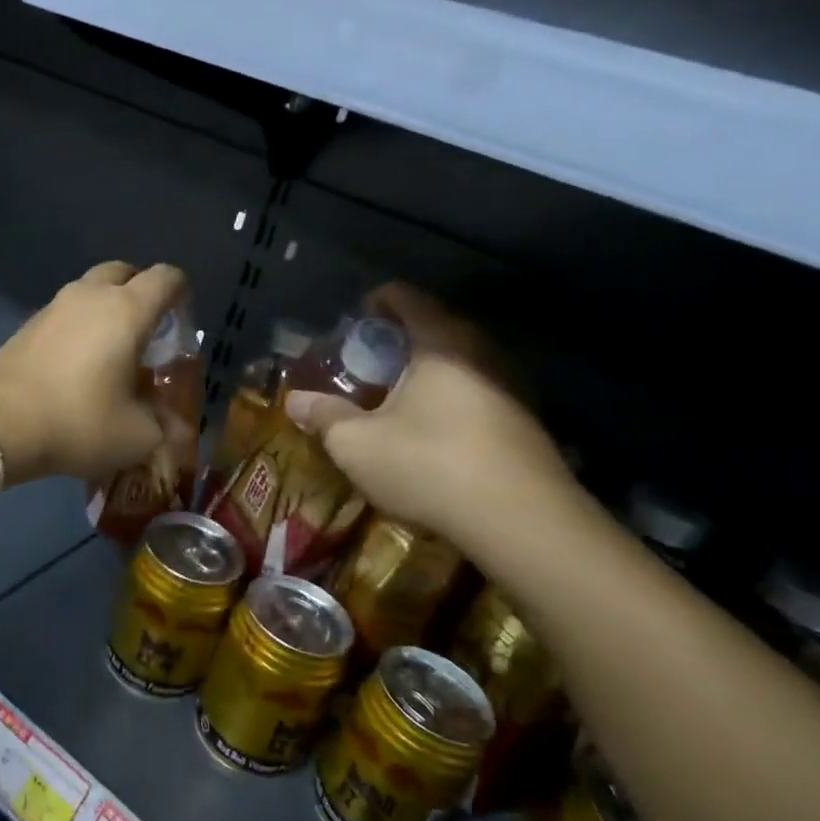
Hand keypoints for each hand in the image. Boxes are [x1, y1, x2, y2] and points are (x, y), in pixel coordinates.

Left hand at [0, 261, 186, 484]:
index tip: (181, 323)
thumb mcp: (137, 436)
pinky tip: (76, 364)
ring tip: (111, 350)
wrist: (0, 425)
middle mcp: (90, 296)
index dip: (181, 293)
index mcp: (126, 310)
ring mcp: (53, 307)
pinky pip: (64, 313)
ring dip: (106, 308)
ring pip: (89, 290)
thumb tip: (175, 428)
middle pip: (124, 272)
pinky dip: (78, 326)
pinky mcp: (27, 325)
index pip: (166, 278)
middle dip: (140, 292)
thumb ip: (163, 425)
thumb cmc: (80, 422)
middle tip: (147, 330)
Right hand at [285, 283, 574, 544]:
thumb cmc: (428, 465)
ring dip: (428, 374)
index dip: (376, 303)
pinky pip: (479, 393)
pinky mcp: (526, 422)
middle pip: (436, 327)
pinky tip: (434, 435)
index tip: (355, 323)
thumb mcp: (357, 444)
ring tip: (398, 401)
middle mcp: (481, 353)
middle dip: (400, 342)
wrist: (523, 522)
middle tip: (370, 366)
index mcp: (440, 343)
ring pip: (461, 363)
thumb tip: (293, 401)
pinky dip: (451, 400)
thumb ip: (324, 417)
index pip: (405, 298)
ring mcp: (511, 386)